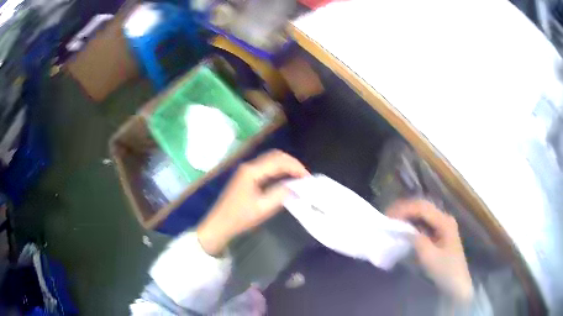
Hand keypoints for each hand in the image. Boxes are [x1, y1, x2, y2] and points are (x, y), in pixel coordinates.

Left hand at [197, 150, 309, 255]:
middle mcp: (249, 166)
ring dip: (285, 165)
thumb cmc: (240, 218)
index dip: (295, 167)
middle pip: (274, 156)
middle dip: (292, 163)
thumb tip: (295, 187)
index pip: (278, 161)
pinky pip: (266, 167)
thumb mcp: (262, 209)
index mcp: (252, 172)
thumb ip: (280, 195)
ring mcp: (247, 170)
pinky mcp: (246, 176)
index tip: (307, 178)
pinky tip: (285, 179)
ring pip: (270, 160)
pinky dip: (278, 170)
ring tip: (298, 176)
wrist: (220, 224)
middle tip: (304, 176)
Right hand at [387, 199, 473, 303]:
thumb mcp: (429, 257)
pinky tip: (403, 228)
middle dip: (404, 209)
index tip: (388, 217)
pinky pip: (423, 224)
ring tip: (392, 220)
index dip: (404, 209)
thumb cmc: (445, 270)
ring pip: (422, 214)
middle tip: (387, 216)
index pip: (422, 208)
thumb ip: (417, 240)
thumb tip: (405, 230)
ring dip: (407, 215)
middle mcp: (444, 219)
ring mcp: (442, 226)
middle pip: (422, 207)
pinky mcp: (439, 234)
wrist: (457, 283)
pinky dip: (412, 224)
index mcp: (444, 221)